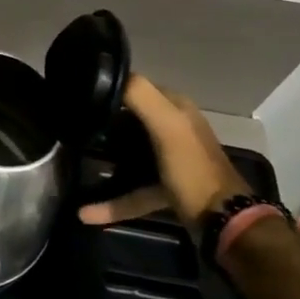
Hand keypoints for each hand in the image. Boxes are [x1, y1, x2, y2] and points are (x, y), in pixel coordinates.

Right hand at [77, 75, 252, 229]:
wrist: (223, 223)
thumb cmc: (193, 168)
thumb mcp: (168, 125)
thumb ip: (140, 95)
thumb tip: (104, 75)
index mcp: (177, 108)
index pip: (137, 85)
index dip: (110, 86)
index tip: (80, 95)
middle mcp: (175, 128)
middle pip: (130, 117)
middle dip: (104, 120)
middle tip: (76, 125)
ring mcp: (170, 159)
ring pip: (130, 151)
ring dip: (108, 156)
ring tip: (80, 158)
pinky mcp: (166, 187)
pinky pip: (133, 189)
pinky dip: (112, 200)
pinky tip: (88, 212)